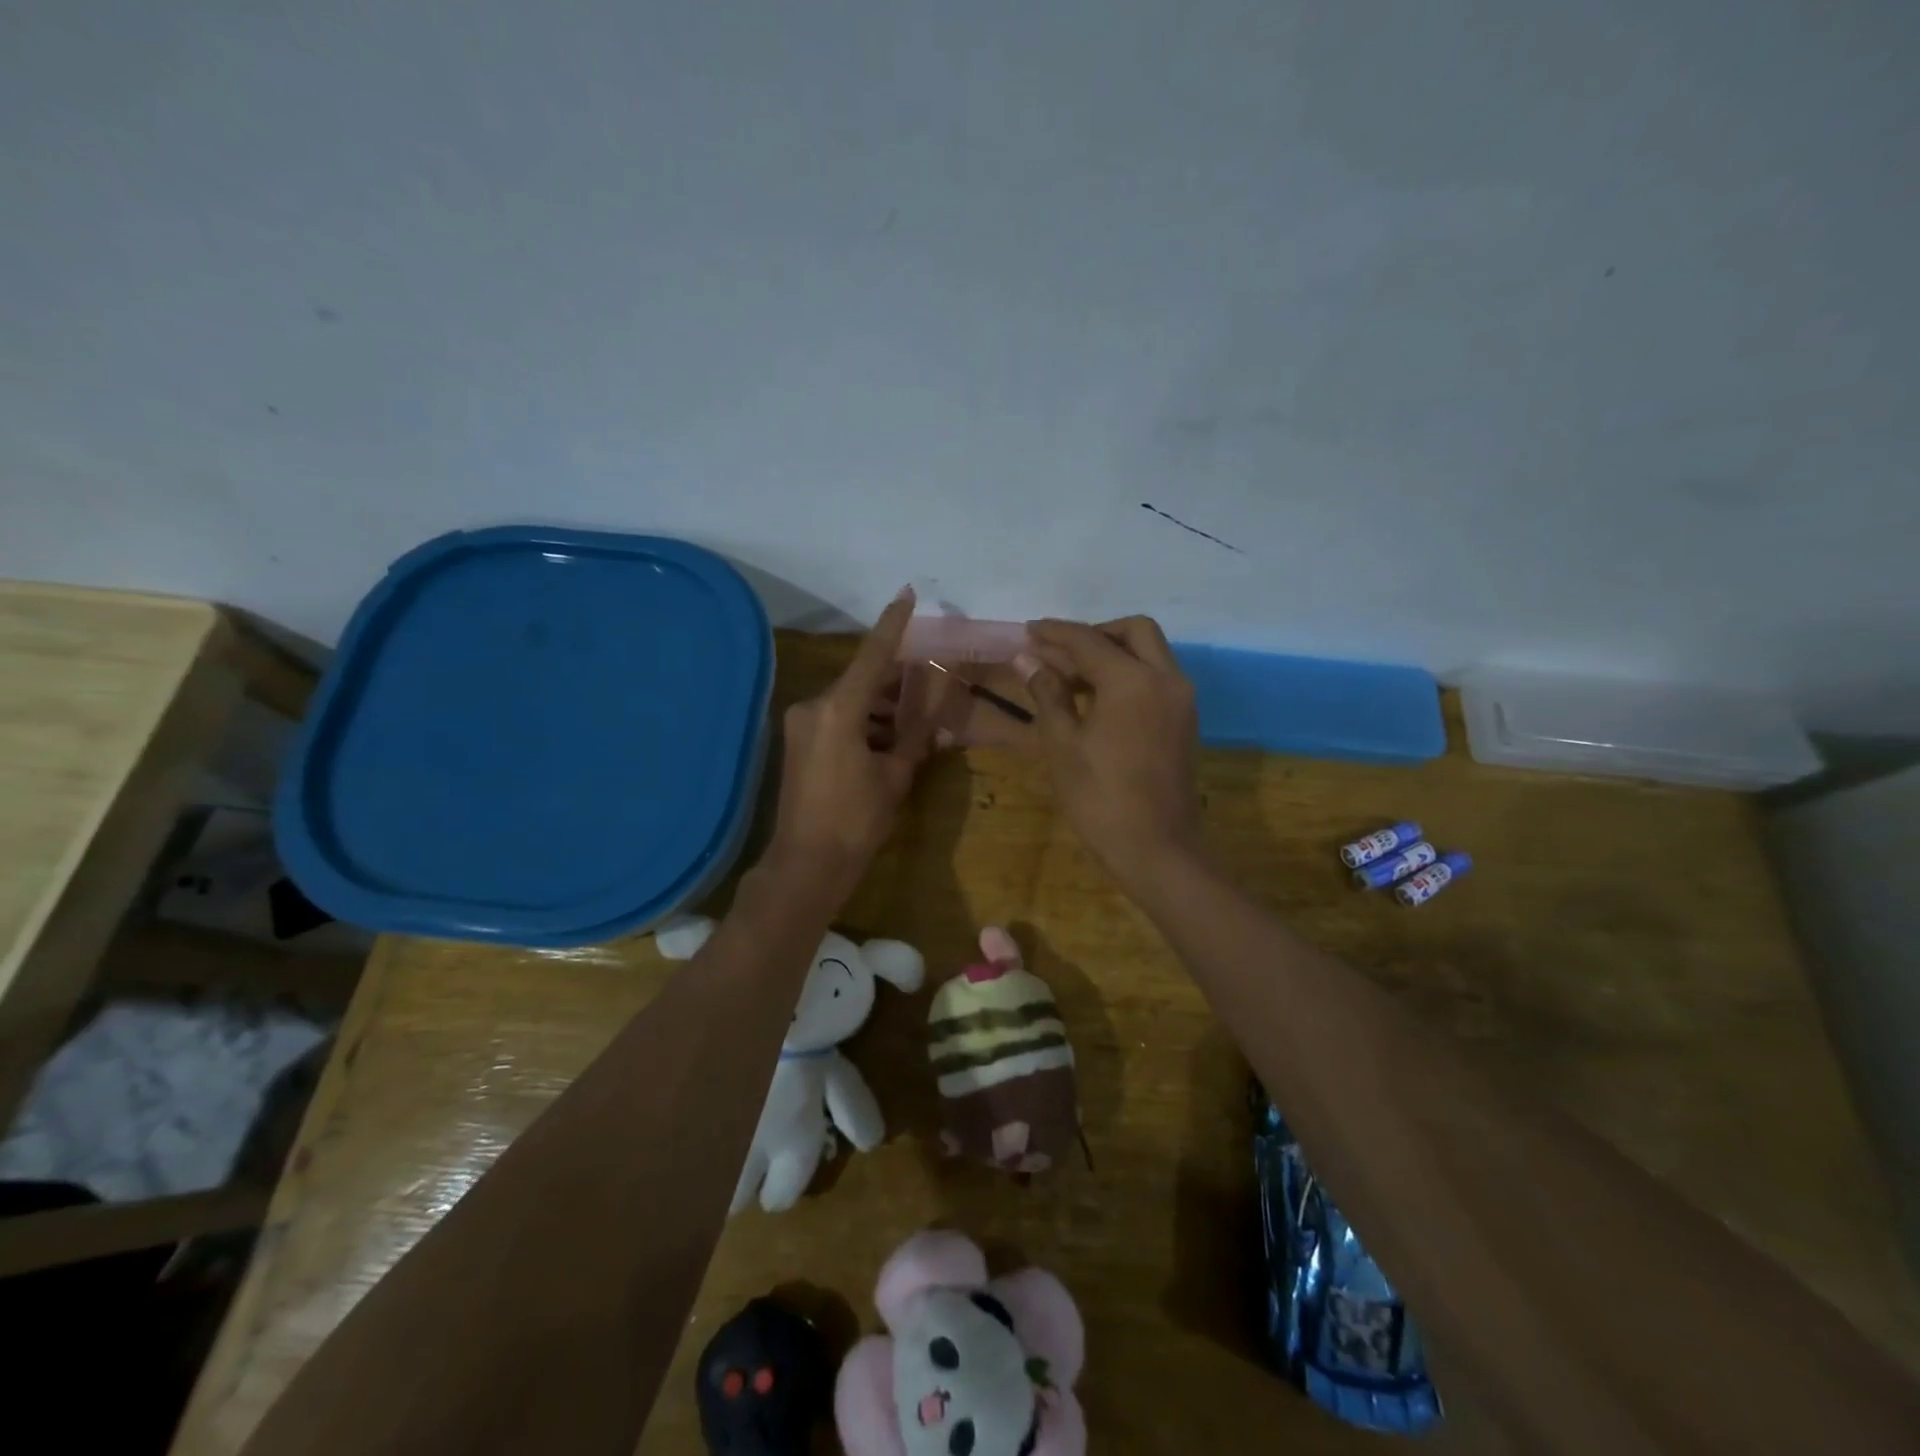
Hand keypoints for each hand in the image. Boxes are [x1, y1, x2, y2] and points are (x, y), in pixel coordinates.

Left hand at [764, 589, 931, 894]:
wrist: (807, 864)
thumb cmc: (857, 821)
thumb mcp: (895, 775)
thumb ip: (916, 732)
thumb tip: (937, 704)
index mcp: (838, 710)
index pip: (872, 655)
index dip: (893, 624)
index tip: (907, 593)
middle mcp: (813, 707)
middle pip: (861, 679)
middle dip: (895, 680)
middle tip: (928, 680)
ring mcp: (801, 724)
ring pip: (850, 701)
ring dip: (880, 707)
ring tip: (914, 722)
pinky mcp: (798, 742)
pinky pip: (836, 719)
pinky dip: (863, 722)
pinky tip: (888, 741)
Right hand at [1023, 616, 1203, 887]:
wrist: (1156, 848)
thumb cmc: (1100, 797)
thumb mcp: (1062, 744)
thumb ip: (1047, 694)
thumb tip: (1027, 660)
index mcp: (1132, 680)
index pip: (1088, 641)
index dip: (1055, 633)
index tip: (1029, 630)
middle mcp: (1165, 678)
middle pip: (1134, 632)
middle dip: (1095, 634)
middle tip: (1060, 653)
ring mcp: (1181, 700)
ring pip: (1150, 654)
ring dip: (1113, 653)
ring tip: (1071, 678)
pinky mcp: (1184, 721)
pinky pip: (1157, 678)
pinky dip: (1129, 675)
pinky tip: (1098, 700)